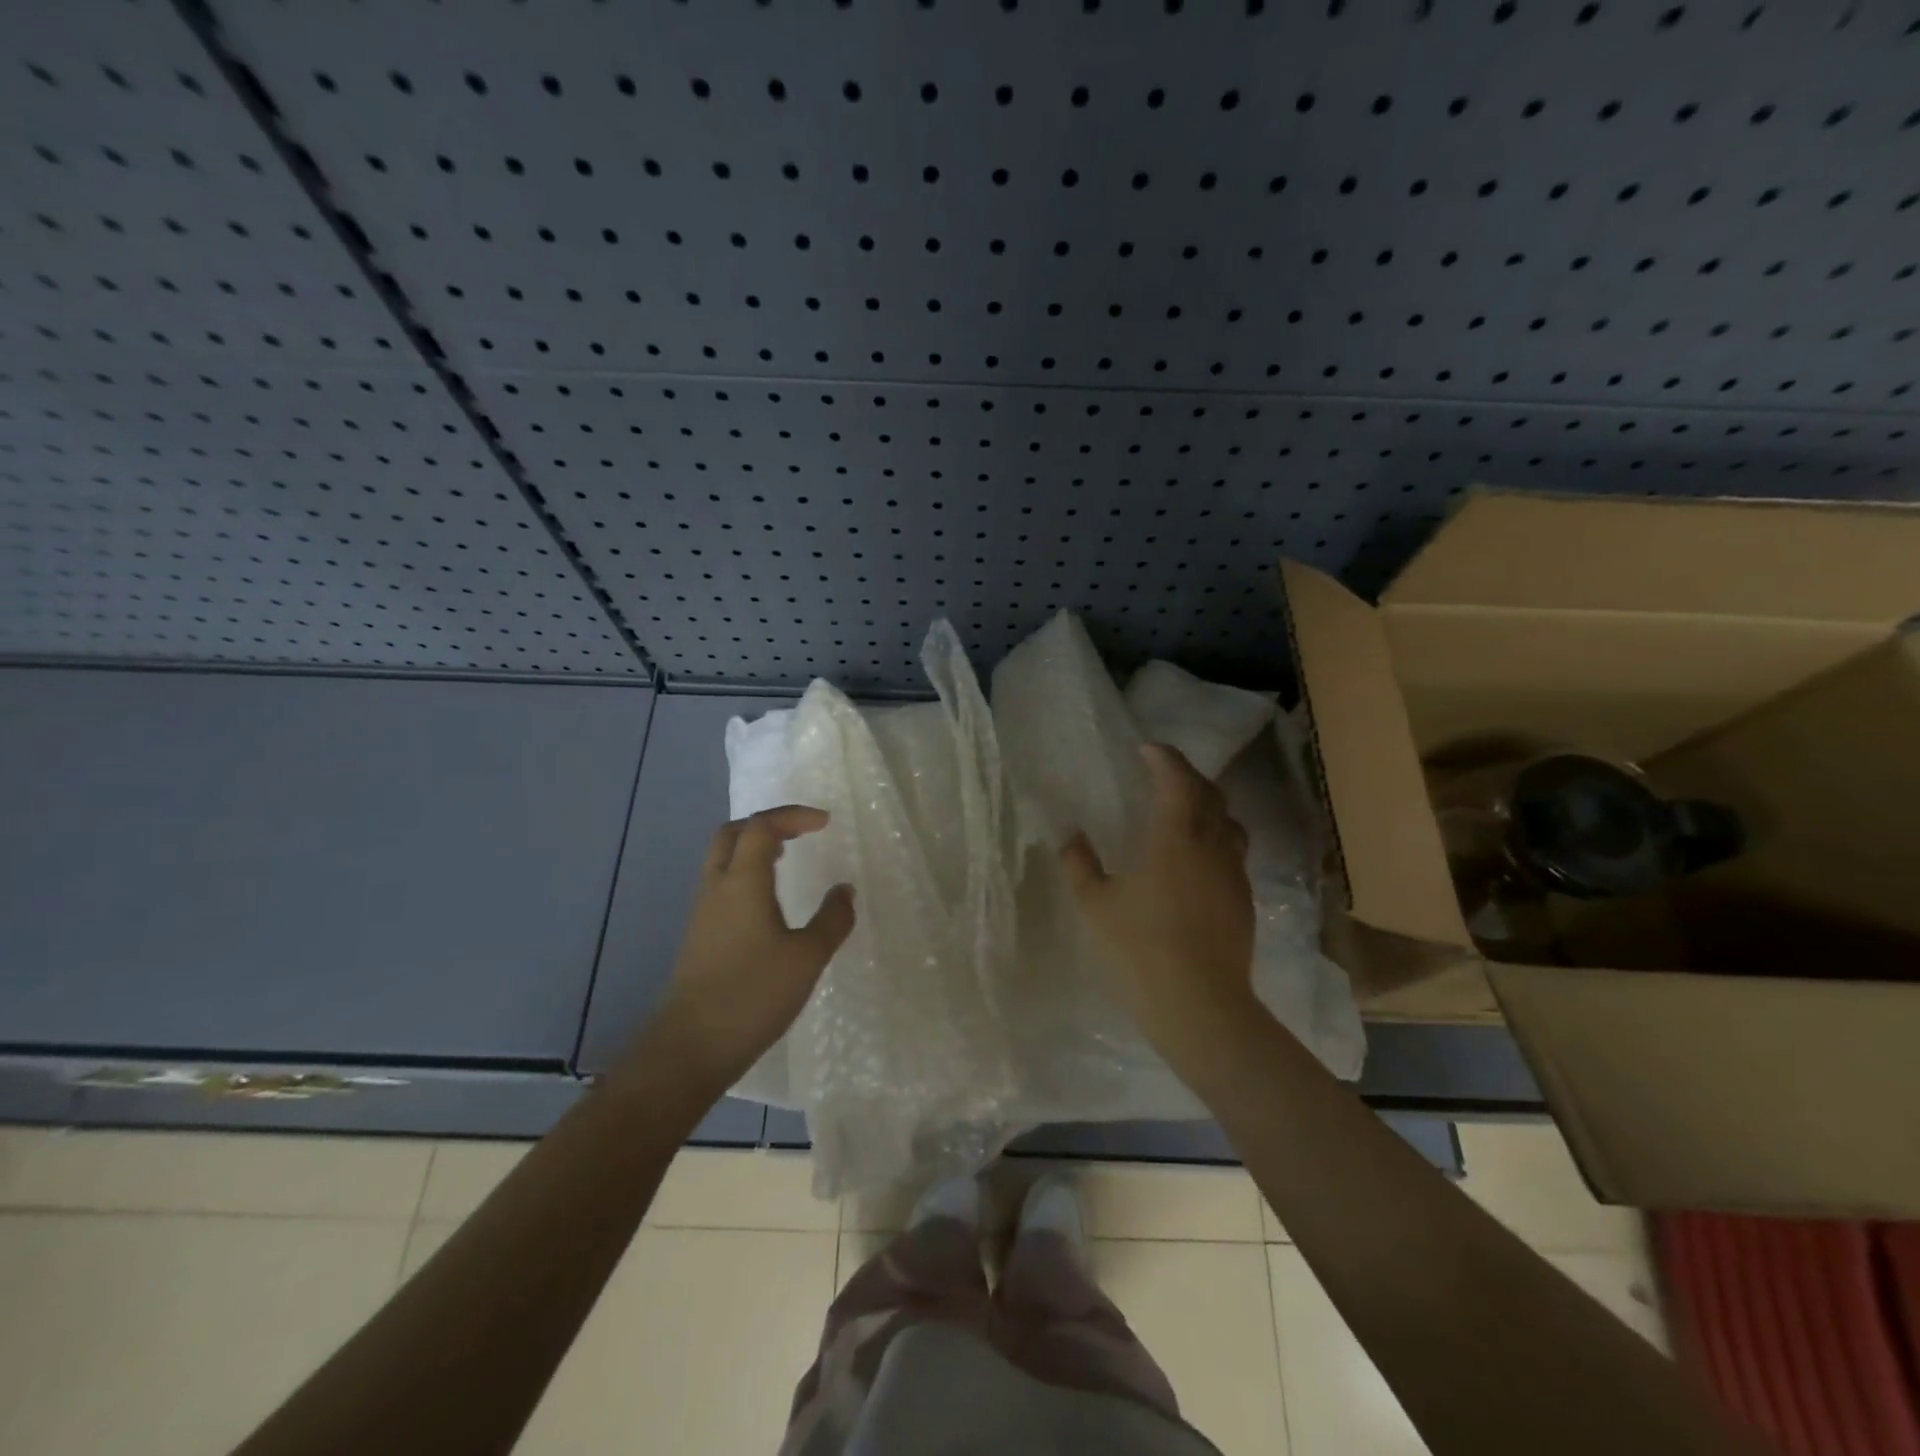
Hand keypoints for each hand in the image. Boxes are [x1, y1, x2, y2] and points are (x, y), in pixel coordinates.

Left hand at [644, 806, 853, 1090]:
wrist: (692, 1046)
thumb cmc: (753, 995)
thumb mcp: (807, 958)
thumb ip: (832, 920)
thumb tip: (845, 891)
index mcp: (743, 883)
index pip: (762, 827)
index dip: (793, 816)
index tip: (825, 822)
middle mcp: (717, 887)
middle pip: (733, 833)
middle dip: (768, 824)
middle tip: (800, 832)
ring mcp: (703, 911)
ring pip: (722, 858)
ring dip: (753, 847)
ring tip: (787, 857)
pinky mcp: (699, 934)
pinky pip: (722, 883)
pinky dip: (746, 872)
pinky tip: (768, 900)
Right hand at [1061, 743, 1256, 1058]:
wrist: (1201, 1005)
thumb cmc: (1140, 948)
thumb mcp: (1096, 905)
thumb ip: (1079, 864)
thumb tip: (1069, 835)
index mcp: (1175, 836)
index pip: (1177, 779)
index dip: (1163, 758)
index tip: (1146, 749)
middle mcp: (1212, 845)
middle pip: (1210, 794)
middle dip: (1187, 776)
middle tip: (1163, 774)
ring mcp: (1233, 873)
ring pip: (1229, 822)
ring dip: (1208, 805)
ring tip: (1184, 811)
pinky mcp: (1244, 900)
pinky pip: (1233, 852)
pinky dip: (1216, 837)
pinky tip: (1197, 859)